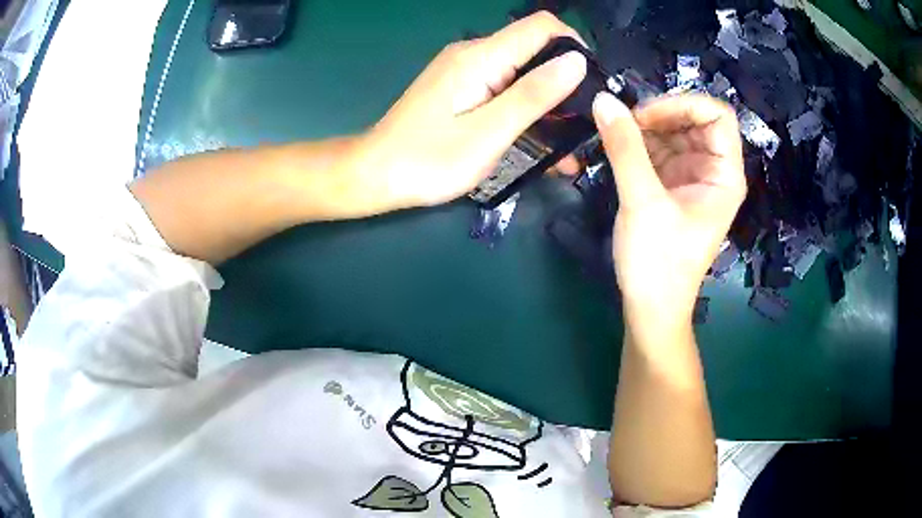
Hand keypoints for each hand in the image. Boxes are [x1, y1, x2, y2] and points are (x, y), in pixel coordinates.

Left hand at [347, 12, 587, 212]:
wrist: (375, 174)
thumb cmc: (428, 160)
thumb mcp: (489, 133)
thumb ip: (534, 95)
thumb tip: (576, 62)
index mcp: (481, 58)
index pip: (542, 27)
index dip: (575, 46)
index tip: (594, 84)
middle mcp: (473, 54)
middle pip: (534, 48)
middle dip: (566, 80)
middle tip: (585, 124)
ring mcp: (465, 71)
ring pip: (521, 71)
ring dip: (548, 101)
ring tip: (568, 144)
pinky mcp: (461, 88)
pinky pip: (503, 87)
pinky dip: (525, 107)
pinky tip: (538, 139)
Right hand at [592, 93, 745, 333]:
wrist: (650, 308)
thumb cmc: (659, 263)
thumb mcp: (642, 202)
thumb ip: (624, 148)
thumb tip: (603, 99)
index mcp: (724, 175)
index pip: (718, 116)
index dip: (684, 105)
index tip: (646, 116)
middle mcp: (712, 170)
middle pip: (693, 120)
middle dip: (660, 115)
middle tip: (624, 124)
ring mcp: (691, 176)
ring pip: (672, 132)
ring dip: (644, 128)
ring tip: (615, 137)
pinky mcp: (671, 184)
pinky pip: (657, 149)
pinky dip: (637, 143)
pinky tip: (617, 148)